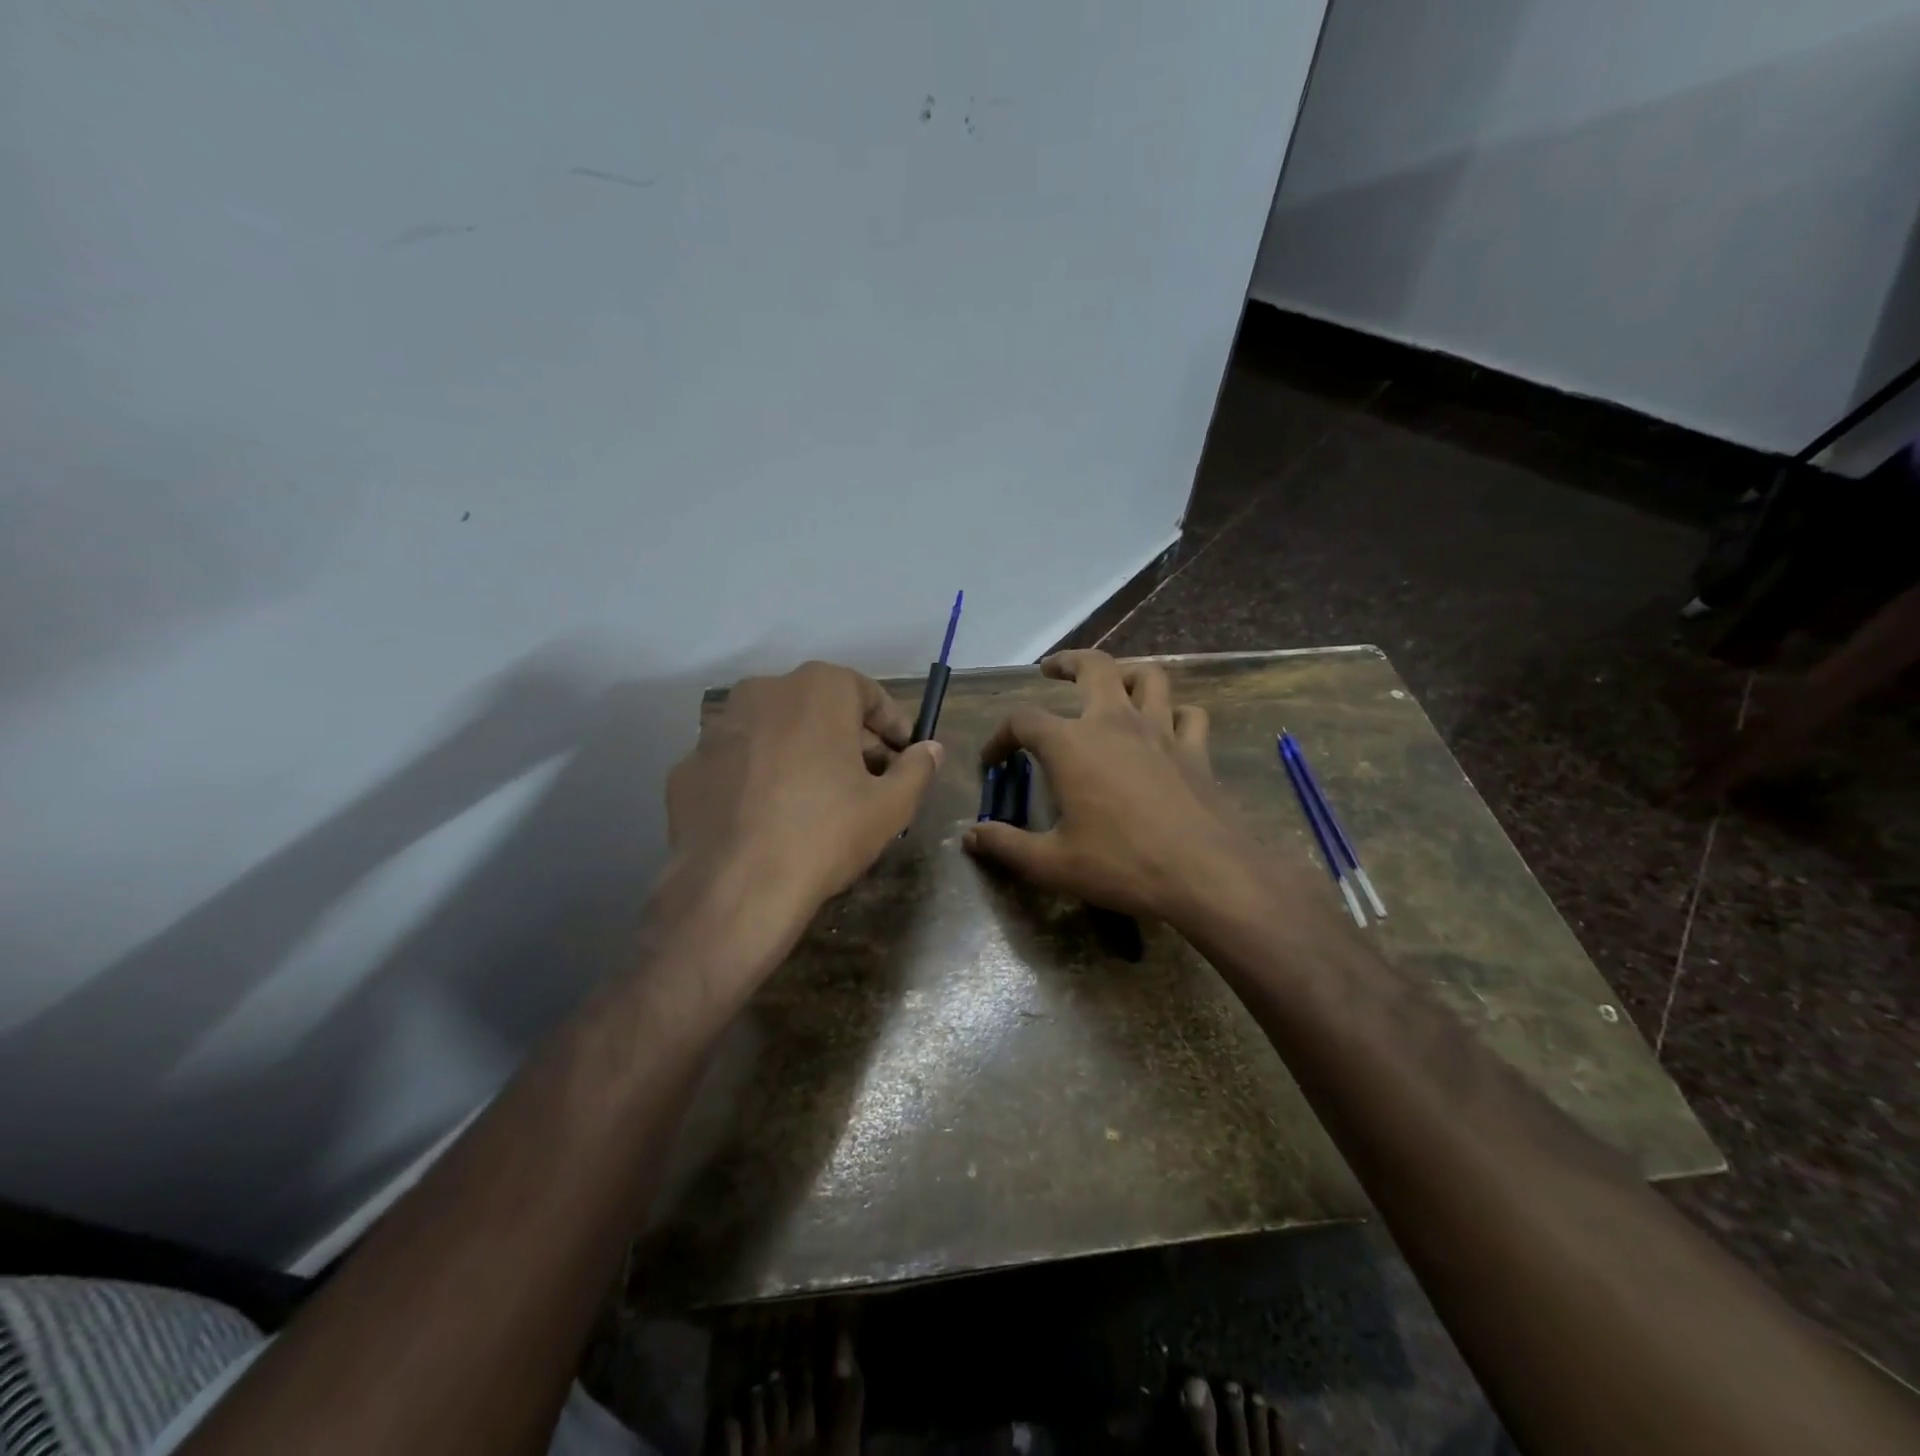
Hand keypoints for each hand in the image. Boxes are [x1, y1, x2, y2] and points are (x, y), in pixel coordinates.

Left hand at [665, 661, 942, 930]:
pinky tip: (766, 816)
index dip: (891, 724)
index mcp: (817, 689)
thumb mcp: (891, 806)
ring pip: (773, 731)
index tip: (903, 753)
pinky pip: (736, 763)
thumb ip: (917, 769)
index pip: (866, 692)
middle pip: (818, 707)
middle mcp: (763, 692)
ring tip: (815, 797)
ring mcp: (717, 728)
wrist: (735, 889)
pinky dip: (756, 777)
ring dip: (799, 752)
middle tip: (866, 778)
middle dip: (846, 737)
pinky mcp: (686, 767)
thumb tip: (931, 749)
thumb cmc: (826, 834)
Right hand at [963, 650, 1263, 922]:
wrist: (1206, 874)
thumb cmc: (1122, 864)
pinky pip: (1188, 714)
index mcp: (1071, 744)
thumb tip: (970, 835)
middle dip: (1067, 662)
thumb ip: (1006, 846)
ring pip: (1147, 676)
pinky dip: (1174, 713)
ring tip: (1111, 684)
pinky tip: (1166, 727)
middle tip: (1050, 670)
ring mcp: (1161, 730)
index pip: (1022, 720)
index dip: (1000, 736)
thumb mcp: (1052, 863)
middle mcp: (1114, 722)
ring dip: (1125, 673)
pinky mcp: (1195, 749)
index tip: (993, 760)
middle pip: (1092, 667)